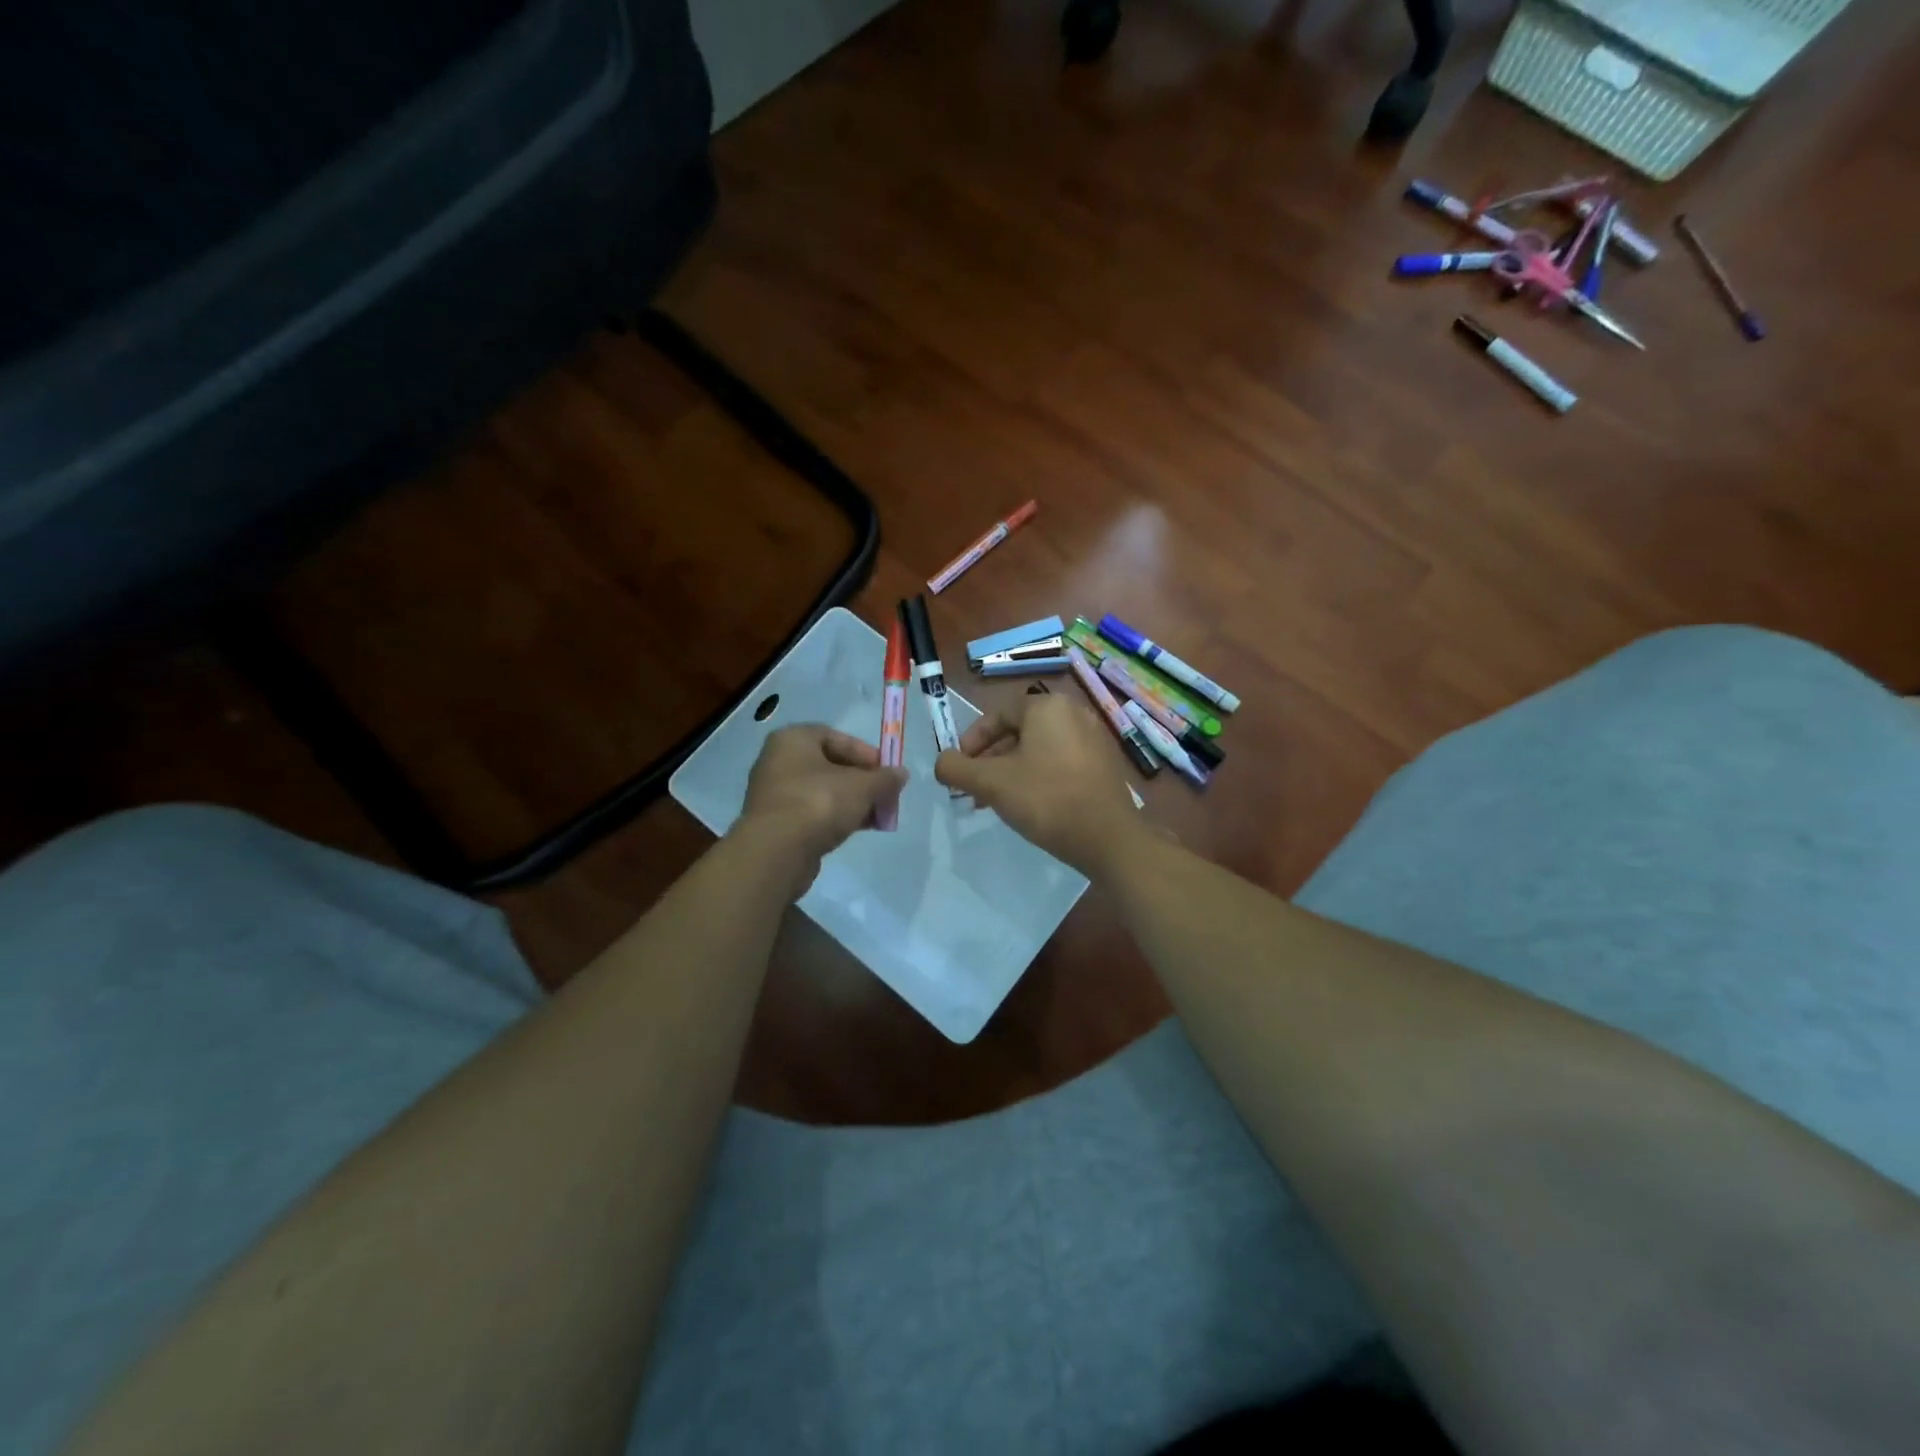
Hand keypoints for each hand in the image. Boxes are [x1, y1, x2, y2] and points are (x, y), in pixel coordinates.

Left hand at [735, 725, 906, 885]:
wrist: (777, 851)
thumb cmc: (819, 803)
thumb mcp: (862, 787)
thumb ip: (885, 778)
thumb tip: (901, 774)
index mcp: (793, 739)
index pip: (835, 736)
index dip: (864, 752)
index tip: (885, 770)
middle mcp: (778, 761)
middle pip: (830, 765)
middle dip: (862, 781)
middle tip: (884, 795)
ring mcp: (774, 793)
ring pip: (822, 791)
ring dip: (852, 802)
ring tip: (877, 817)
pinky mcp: (776, 823)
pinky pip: (811, 813)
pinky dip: (834, 817)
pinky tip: (856, 829)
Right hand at [934, 692, 1146, 877]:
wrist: (1108, 838)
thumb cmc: (1046, 799)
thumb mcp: (991, 783)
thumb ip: (957, 768)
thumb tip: (941, 762)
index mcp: (1047, 706)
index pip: (998, 715)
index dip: (972, 741)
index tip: (960, 768)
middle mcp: (1074, 713)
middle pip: (1019, 732)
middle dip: (991, 761)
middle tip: (975, 789)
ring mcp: (1094, 738)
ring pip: (1039, 750)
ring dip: (1012, 772)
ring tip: (997, 802)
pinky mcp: (1104, 764)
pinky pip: (1061, 762)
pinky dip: (1039, 777)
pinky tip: (1030, 806)